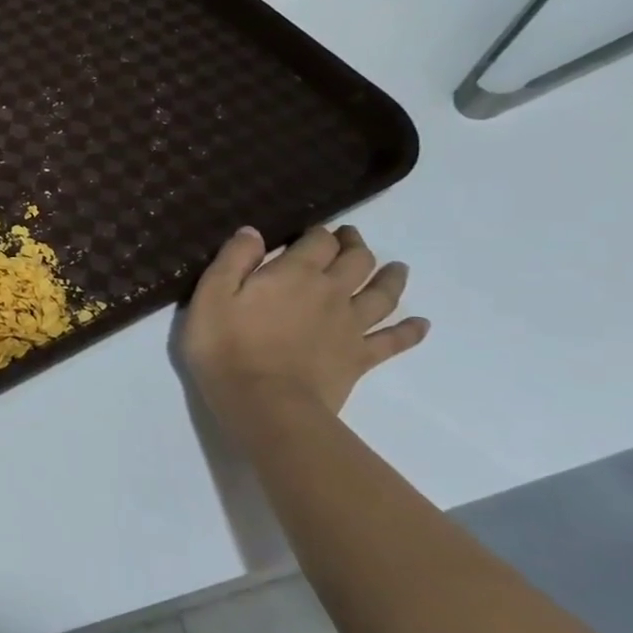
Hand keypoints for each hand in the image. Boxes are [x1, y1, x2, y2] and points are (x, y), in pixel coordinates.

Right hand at [181, 224, 428, 418]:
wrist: (264, 401)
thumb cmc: (226, 344)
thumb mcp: (211, 294)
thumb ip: (233, 258)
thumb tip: (254, 231)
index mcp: (295, 273)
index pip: (318, 241)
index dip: (318, 232)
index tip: (312, 230)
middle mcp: (331, 292)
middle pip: (356, 261)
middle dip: (355, 245)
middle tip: (351, 238)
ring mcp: (351, 326)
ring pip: (382, 295)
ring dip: (391, 278)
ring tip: (397, 268)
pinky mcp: (360, 358)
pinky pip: (393, 341)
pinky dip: (410, 331)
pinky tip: (421, 324)